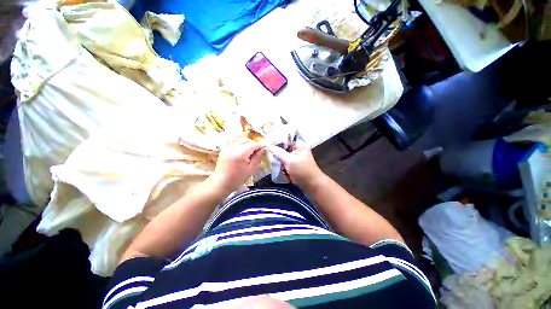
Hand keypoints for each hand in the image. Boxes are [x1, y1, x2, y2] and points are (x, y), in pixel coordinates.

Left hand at [212, 140, 263, 192]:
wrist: (220, 183)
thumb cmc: (237, 179)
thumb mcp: (250, 169)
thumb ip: (257, 158)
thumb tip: (262, 150)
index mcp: (240, 153)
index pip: (252, 144)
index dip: (259, 145)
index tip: (264, 148)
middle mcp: (233, 147)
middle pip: (246, 141)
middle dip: (253, 145)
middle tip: (258, 152)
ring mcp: (227, 148)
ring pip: (240, 142)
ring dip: (247, 145)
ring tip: (250, 154)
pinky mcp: (224, 150)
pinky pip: (235, 145)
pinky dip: (241, 147)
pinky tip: (243, 154)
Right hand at [269, 140, 325, 189]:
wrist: (312, 185)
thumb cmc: (302, 171)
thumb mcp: (290, 161)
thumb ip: (279, 153)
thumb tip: (268, 146)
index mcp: (299, 145)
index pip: (285, 138)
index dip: (276, 140)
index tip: (266, 142)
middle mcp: (297, 149)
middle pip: (283, 146)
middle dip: (275, 149)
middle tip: (265, 150)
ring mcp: (295, 157)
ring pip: (282, 154)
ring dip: (276, 156)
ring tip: (267, 157)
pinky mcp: (293, 163)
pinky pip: (284, 160)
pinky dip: (279, 162)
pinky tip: (272, 163)